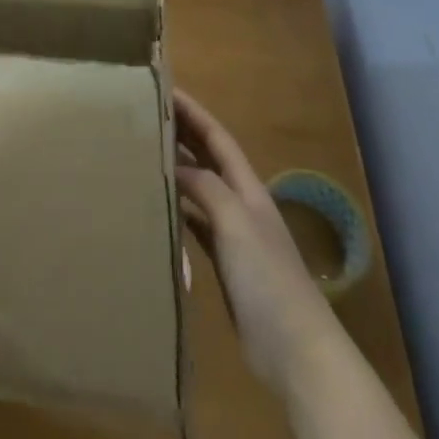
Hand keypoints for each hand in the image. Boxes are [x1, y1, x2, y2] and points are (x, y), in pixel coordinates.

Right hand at [175, 89, 338, 398]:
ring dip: (176, 170)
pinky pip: (194, 224)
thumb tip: (173, 165)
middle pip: (208, 159)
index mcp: (247, 188)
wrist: (295, 350)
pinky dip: (176, 209)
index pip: (217, 138)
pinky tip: (156, 207)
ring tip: (143, 153)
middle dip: (182, 134)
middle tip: (144, 115)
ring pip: (199, 190)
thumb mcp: (236, 222)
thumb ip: (206, 187)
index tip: (164, 88)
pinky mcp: (224, 264)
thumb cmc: (268, 279)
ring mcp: (233, 235)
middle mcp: (240, 204)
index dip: (193, 112)